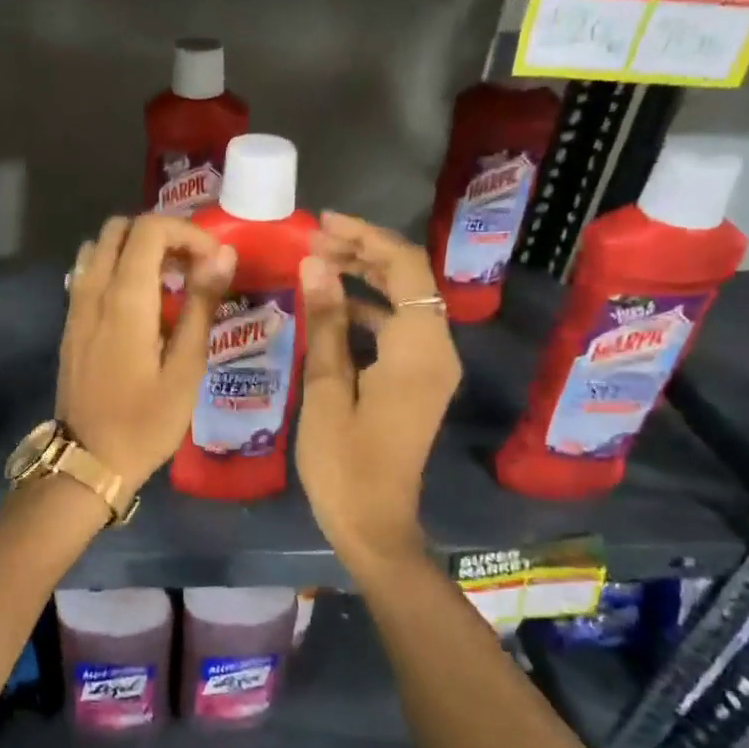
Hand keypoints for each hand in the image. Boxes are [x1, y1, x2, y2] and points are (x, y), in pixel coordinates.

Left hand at [57, 214, 237, 492]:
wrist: (89, 459)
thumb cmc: (146, 421)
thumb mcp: (186, 368)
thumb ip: (201, 305)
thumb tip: (222, 255)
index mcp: (125, 298)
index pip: (150, 229)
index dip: (187, 232)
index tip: (213, 261)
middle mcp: (93, 290)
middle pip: (119, 228)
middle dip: (160, 235)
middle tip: (191, 266)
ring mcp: (75, 305)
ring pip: (98, 246)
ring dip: (134, 249)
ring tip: (166, 280)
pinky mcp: (69, 322)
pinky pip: (87, 272)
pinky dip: (114, 267)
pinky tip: (138, 302)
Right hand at [297, 213, 461, 562]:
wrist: (373, 524)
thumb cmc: (343, 463)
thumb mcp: (326, 389)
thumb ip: (326, 323)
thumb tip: (317, 264)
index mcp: (419, 350)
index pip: (405, 267)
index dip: (366, 237)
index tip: (321, 223)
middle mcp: (436, 350)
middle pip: (409, 279)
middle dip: (364, 252)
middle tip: (313, 240)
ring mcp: (430, 366)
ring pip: (405, 301)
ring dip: (365, 277)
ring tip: (317, 263)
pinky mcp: (418, 380)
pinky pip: (399, 328)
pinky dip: (369, 308)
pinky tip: (332, 305)